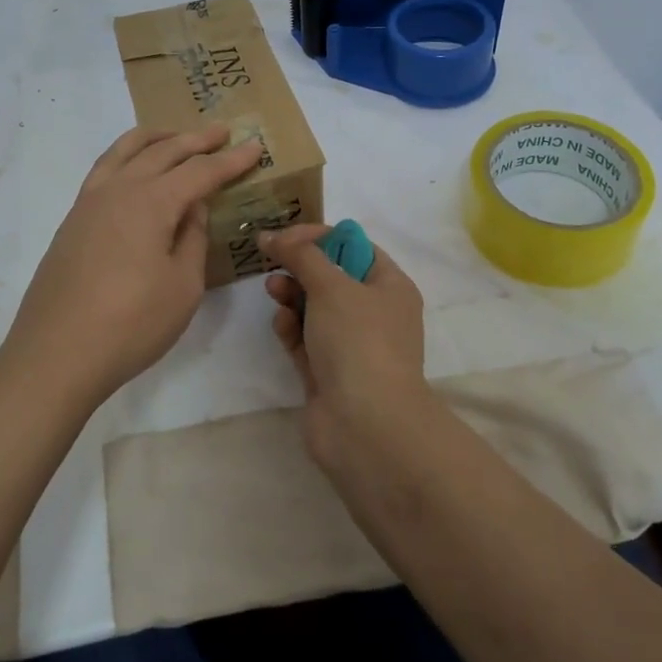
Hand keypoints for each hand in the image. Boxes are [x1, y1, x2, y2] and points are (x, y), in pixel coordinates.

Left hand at [1, 125, 262, 403]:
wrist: (56, 355)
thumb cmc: (131, 324)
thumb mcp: (183, 286)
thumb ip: (193, 239)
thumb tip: (192, 208)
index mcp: (151, 202)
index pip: (199, 171)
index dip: (229, 161)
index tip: (254, 147)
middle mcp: (118, 190)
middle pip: (162, 151)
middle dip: (196, 140)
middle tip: (222, 131)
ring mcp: (89, 203)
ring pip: (124, 152)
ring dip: (155, 139)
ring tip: (175, 135)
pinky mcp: (72, 221)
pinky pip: (104, 169)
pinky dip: (126, 156)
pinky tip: (134, 169)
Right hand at [260, 224, 434, 472]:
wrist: (365, 425)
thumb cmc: (359, 341)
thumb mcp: (332, 285)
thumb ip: (300, 255)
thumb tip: (271, 236)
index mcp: (390, 286)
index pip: (354, 247)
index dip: (319, 237)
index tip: (285, 237)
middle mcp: (374, 314)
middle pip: (331, 277)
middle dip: (301, 267)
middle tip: (273, 263)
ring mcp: (351, 346)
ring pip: (315, 309)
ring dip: (292, 296)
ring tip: (273, 291)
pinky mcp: (328, 373)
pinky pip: (305, 340)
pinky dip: (291, 329)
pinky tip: (281, 325)